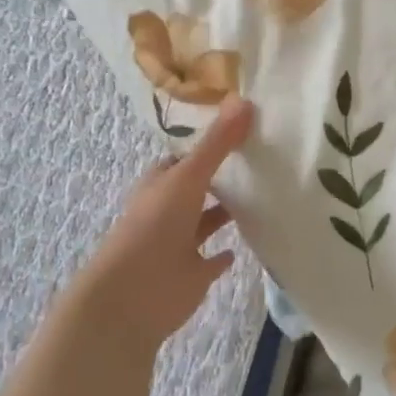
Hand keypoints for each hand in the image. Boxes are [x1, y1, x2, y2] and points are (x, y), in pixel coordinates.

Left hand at [72, 97, 253, 352]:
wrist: (132, 295)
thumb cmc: (155, 226)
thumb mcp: (188, 176)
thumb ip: (218, 143)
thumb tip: (244, 100)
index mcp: (162, 183)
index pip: (187, 157)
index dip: (209, 144)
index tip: (241, 130)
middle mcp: (170, 209)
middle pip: (198, 187)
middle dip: (221, 177)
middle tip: (261, 159)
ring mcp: (180, 243)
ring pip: (207, 222)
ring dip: (226, 212)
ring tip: (264, 196)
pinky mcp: (193, 275)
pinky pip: (212, 260)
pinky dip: (225, 254)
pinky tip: (245, 244)